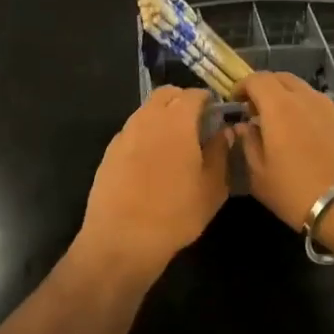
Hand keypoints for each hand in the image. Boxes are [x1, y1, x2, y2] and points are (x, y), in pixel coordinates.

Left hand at [78, 87, 230, 278]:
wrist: (121, 239)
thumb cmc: (175, 214)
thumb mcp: (212, 188)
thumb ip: (220, 153)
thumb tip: (223, 132)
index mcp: (176, 122)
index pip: (193, 94)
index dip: (206, 100)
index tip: (215, 113)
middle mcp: (147, 119)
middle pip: (165, 95)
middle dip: (181, 101)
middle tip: (196, 122)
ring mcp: (124, 135)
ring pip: (146, 111)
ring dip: (162, 116)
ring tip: (175, 143)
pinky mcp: (109, 152)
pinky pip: (132, 131)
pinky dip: (145, 134)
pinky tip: (152, 160)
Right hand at [236, 72, 333, 230]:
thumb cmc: (298, 192)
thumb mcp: (260, 176)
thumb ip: (249, 145)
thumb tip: (245, 128)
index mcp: (279, 106)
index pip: (257, 79)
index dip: (242, 86)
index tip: (235, 101)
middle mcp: (306, 99)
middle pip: (282, 79)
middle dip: (265, 88)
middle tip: (256, 110)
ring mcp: (332, 109)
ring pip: (304, 92)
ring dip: (288, 100)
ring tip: (282, 126)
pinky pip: (322, 109)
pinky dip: (308, 114)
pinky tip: (308, 139)